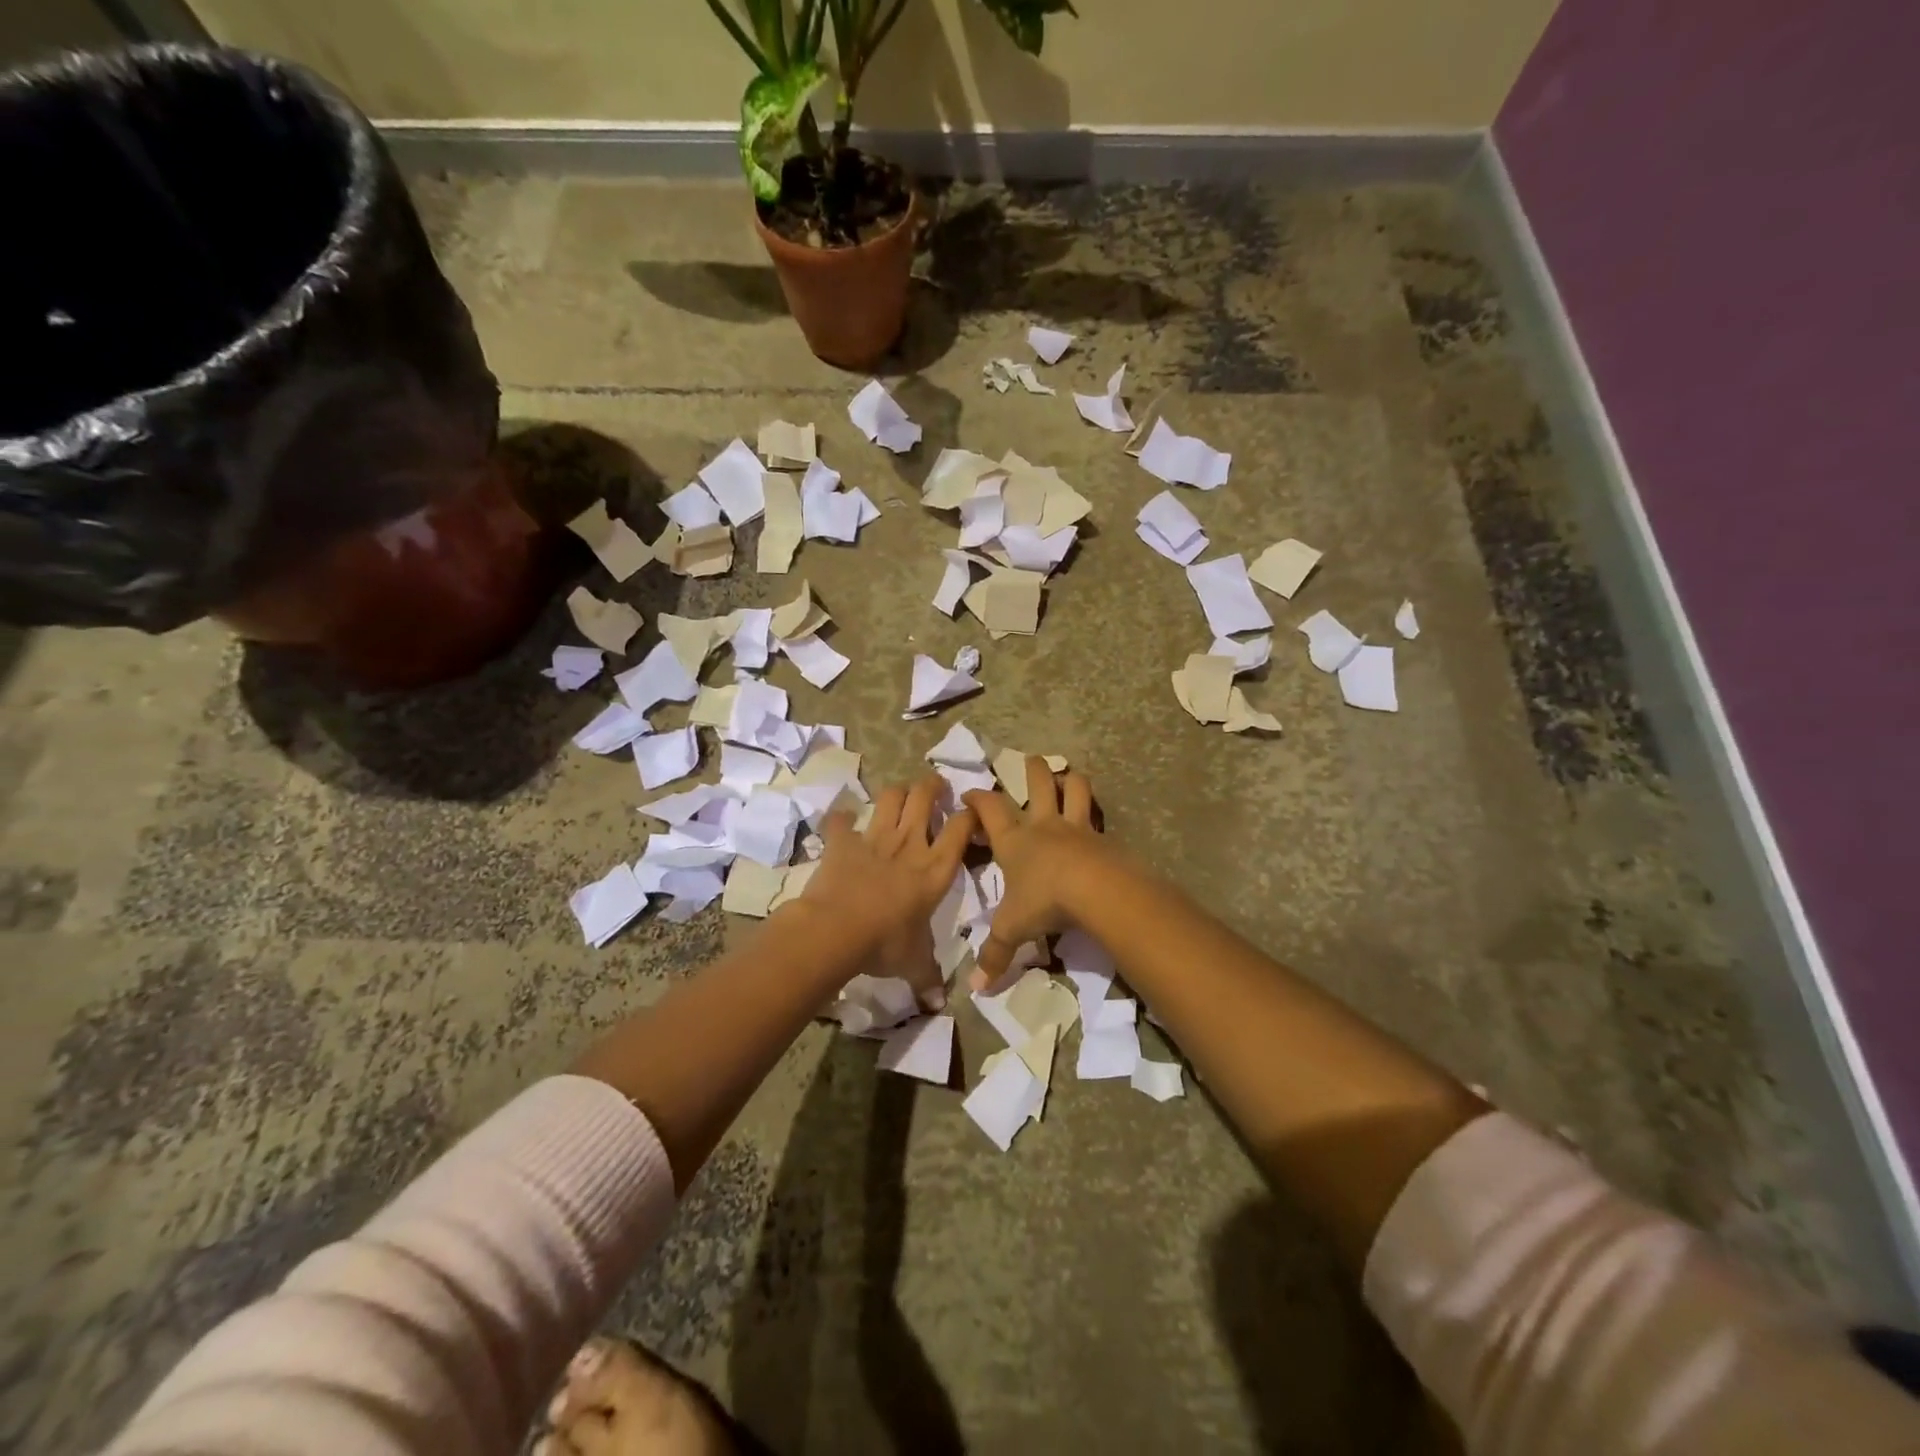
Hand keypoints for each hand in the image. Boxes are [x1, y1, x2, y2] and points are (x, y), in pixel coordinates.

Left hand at [799, 775, 974, 1006]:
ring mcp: (875, 838)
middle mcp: (910, 844)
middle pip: (926, 797)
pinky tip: (842, 820)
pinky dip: (841, 818)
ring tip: (899, 796)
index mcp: (936, 869)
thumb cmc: (886, 943)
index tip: (970, 811)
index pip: (961, 828)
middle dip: (932, 786)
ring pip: (891, 797)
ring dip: (896, 793)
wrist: (838, 929)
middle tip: (935, 786)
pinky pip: (840, 819)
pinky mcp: (843, 841)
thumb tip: (938, 1006)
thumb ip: (928, 979)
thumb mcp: (914, 963)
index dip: (969, 814)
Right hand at [963, 760, 1106, 988]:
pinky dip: (1096, 813)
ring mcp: (1075, 827)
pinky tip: (1097, 820)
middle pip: (1037, 783)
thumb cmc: (1043, 900)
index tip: (969, 793)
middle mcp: (1043, 825)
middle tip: (1030, 761)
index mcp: (1014, 840)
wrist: (1094, 889)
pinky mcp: (1102, 837)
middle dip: (1032, 770)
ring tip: (1068, 776)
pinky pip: (1098, 817)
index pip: (989, 809)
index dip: (977, 799)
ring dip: (1070, 779)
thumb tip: (975, 990)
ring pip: (1074, 789)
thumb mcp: (1013, 929)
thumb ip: (994, 955)